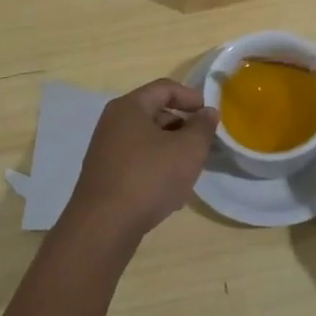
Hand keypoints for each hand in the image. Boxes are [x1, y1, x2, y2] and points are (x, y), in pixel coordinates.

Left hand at [62, 79, 218, 247]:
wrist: (104, 227)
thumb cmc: (149, 177)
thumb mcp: (188, 149)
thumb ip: (203, 127)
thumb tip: (208, 112)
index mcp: (129, 107)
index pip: (165, 88)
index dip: (192, 97)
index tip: (211, 114)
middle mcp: (113, 122)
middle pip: (155, 113)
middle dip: (183, 125)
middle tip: (204, 143)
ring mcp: (106, 150)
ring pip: (147, 139)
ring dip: (171, 148)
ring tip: (191, 167)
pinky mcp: (105, 175)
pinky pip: (137, 160)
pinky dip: (156, 166)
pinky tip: (170, 188)